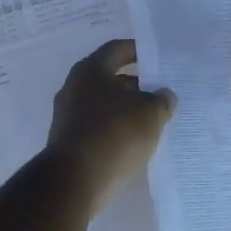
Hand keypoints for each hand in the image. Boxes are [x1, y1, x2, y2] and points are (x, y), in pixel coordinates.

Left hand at [45, 39, 175, 209]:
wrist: (75, 180)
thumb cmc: (115, 133)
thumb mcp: (151, 113)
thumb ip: (161, 100)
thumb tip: (164, 95)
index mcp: (91, 70)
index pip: (116, 49)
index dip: (137, 50)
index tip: (155, 57)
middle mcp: (74, 87)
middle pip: (109, 78)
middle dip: (134, 85)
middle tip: (158, 94)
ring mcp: (67, 115)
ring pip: (102, 105)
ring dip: (124, 110)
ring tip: (150, 121)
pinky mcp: (66, 141)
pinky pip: (96, 127)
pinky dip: (113, 130)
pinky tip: (131, 143)